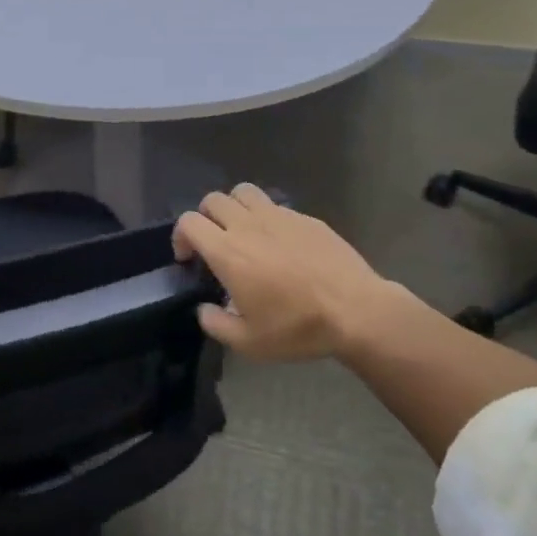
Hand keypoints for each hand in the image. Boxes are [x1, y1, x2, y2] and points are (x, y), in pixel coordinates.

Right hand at [173, 185, 401, 362]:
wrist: (356, 311)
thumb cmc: (298, 327)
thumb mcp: (249, 343)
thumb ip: (216, 324)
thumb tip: (205, 309)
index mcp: (228, 252)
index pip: (189, 222)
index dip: (180, 237)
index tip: (188, 259)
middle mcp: (248, 225)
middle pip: (212, 200)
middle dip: (205, 218)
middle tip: (214, 244)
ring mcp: (278, 216)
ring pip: (243, 192)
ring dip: (234, 207)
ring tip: (242, 231)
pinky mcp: (305, 217)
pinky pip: (274, 205)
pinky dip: (266, 216)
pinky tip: (279, 242)